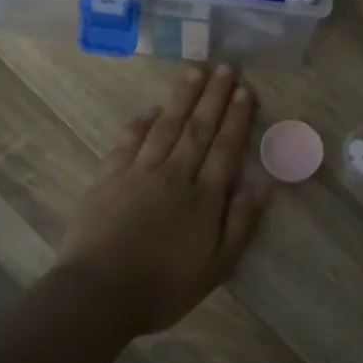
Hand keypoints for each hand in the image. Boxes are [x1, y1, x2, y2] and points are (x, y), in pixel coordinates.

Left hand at [55, 65, 272, 334]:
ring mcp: (138, 173)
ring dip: (181, 99)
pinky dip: (141, 124)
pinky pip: (128, 142)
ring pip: (165, 127)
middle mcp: (174, 176)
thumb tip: (264, 184)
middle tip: (225, 68)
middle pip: (197, 129)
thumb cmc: (163, 287)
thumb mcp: (216, 267)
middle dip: (213, 98)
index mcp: (203, 199)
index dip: (236, 120)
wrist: (98, 294)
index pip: (224, 149)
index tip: (244, 92)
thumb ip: (241, 223)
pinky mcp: (108, 178)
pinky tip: (150, 110)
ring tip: (194, 73)